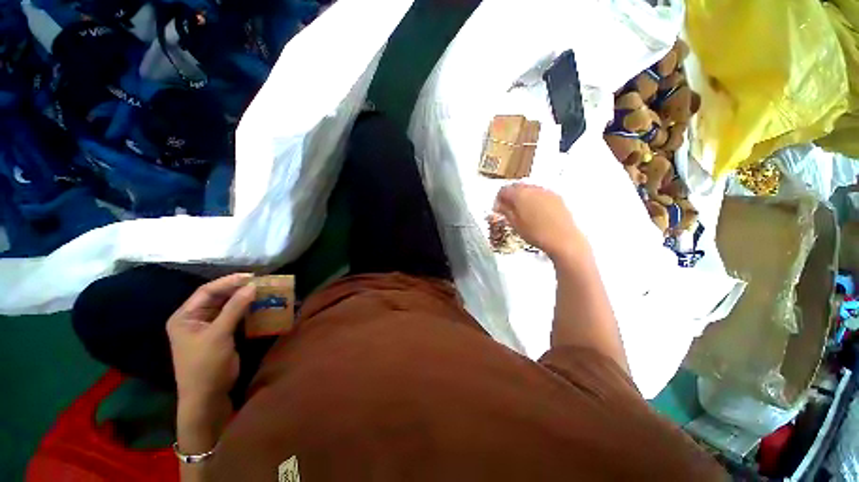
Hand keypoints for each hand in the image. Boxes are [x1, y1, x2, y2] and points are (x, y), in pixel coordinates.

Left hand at [166, 273, 255, 402]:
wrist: (208, 396)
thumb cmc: (206, 365)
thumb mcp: (219, 334)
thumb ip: (234, 308)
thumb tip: (252, 286)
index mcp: (185, 316)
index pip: (206, 291)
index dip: (228, 282)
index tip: (251, 276)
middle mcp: (195, 318)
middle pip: (217, 297)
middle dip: (238, 289)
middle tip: (260, 282)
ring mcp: (208, 327)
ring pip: (227, 306)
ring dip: (243, 299)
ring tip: (262, 291)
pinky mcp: (221, 334)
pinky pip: (234, 316)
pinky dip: (246, 310)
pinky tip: (259, 305)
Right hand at [494, 183, 585, 259]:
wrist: (563, 239)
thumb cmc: (536, 233)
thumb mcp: (515, 224)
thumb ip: (505, 211)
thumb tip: (500, 206)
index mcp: (520, 194)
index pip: (503, 190)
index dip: (498, 199)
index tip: (498, 208)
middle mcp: (533, 189)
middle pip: (516, 186)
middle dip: (510, 196)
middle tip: (507, 209)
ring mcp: (546, 191)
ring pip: (529, 189)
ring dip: (522, 197)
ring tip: (521, 212)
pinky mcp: (556, 197)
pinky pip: (540, 194)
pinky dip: (534, 199)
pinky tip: (535, 212)